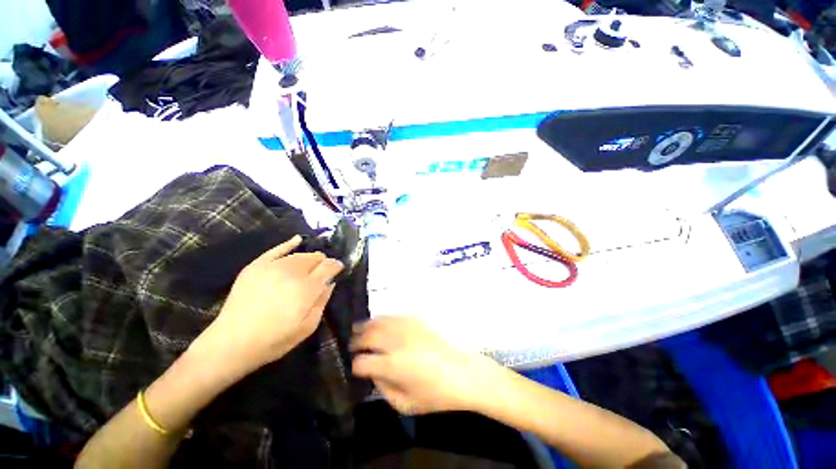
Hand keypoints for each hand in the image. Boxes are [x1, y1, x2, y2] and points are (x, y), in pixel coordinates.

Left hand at [195, 236, 343, 375]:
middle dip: (323, 262)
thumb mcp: (308, 326)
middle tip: (322, 272)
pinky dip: (289, 243)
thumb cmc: (274, 340)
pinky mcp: (256, 266)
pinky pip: (276, 249)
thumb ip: (323, 301)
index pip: (329, 267)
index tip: (339, 269)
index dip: (336, 266)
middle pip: (315, 258)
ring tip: (310, 265)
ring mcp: (272, 267)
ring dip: (309, 258)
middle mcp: (292, 272)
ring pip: (300, 254)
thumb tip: (330, 282)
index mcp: (307, 288)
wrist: (231, 343)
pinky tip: (297, 240)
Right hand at [351, 317, 504, 414]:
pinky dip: (384, 318)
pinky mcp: (417, 321)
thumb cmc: (436, 394)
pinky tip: (380, 322)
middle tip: (352, 345)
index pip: (363, 362)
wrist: (463, 373)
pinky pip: (395, 315)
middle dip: (357, 341)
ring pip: (380, 321)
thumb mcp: (406, 404)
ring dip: (367, 325)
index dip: (356, 366)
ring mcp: (408, 328)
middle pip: (368, 336)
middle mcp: (397, 342)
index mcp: (393, 365)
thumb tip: (374, 374)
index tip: (355, 368)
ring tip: (359, 329)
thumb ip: (384, 389)